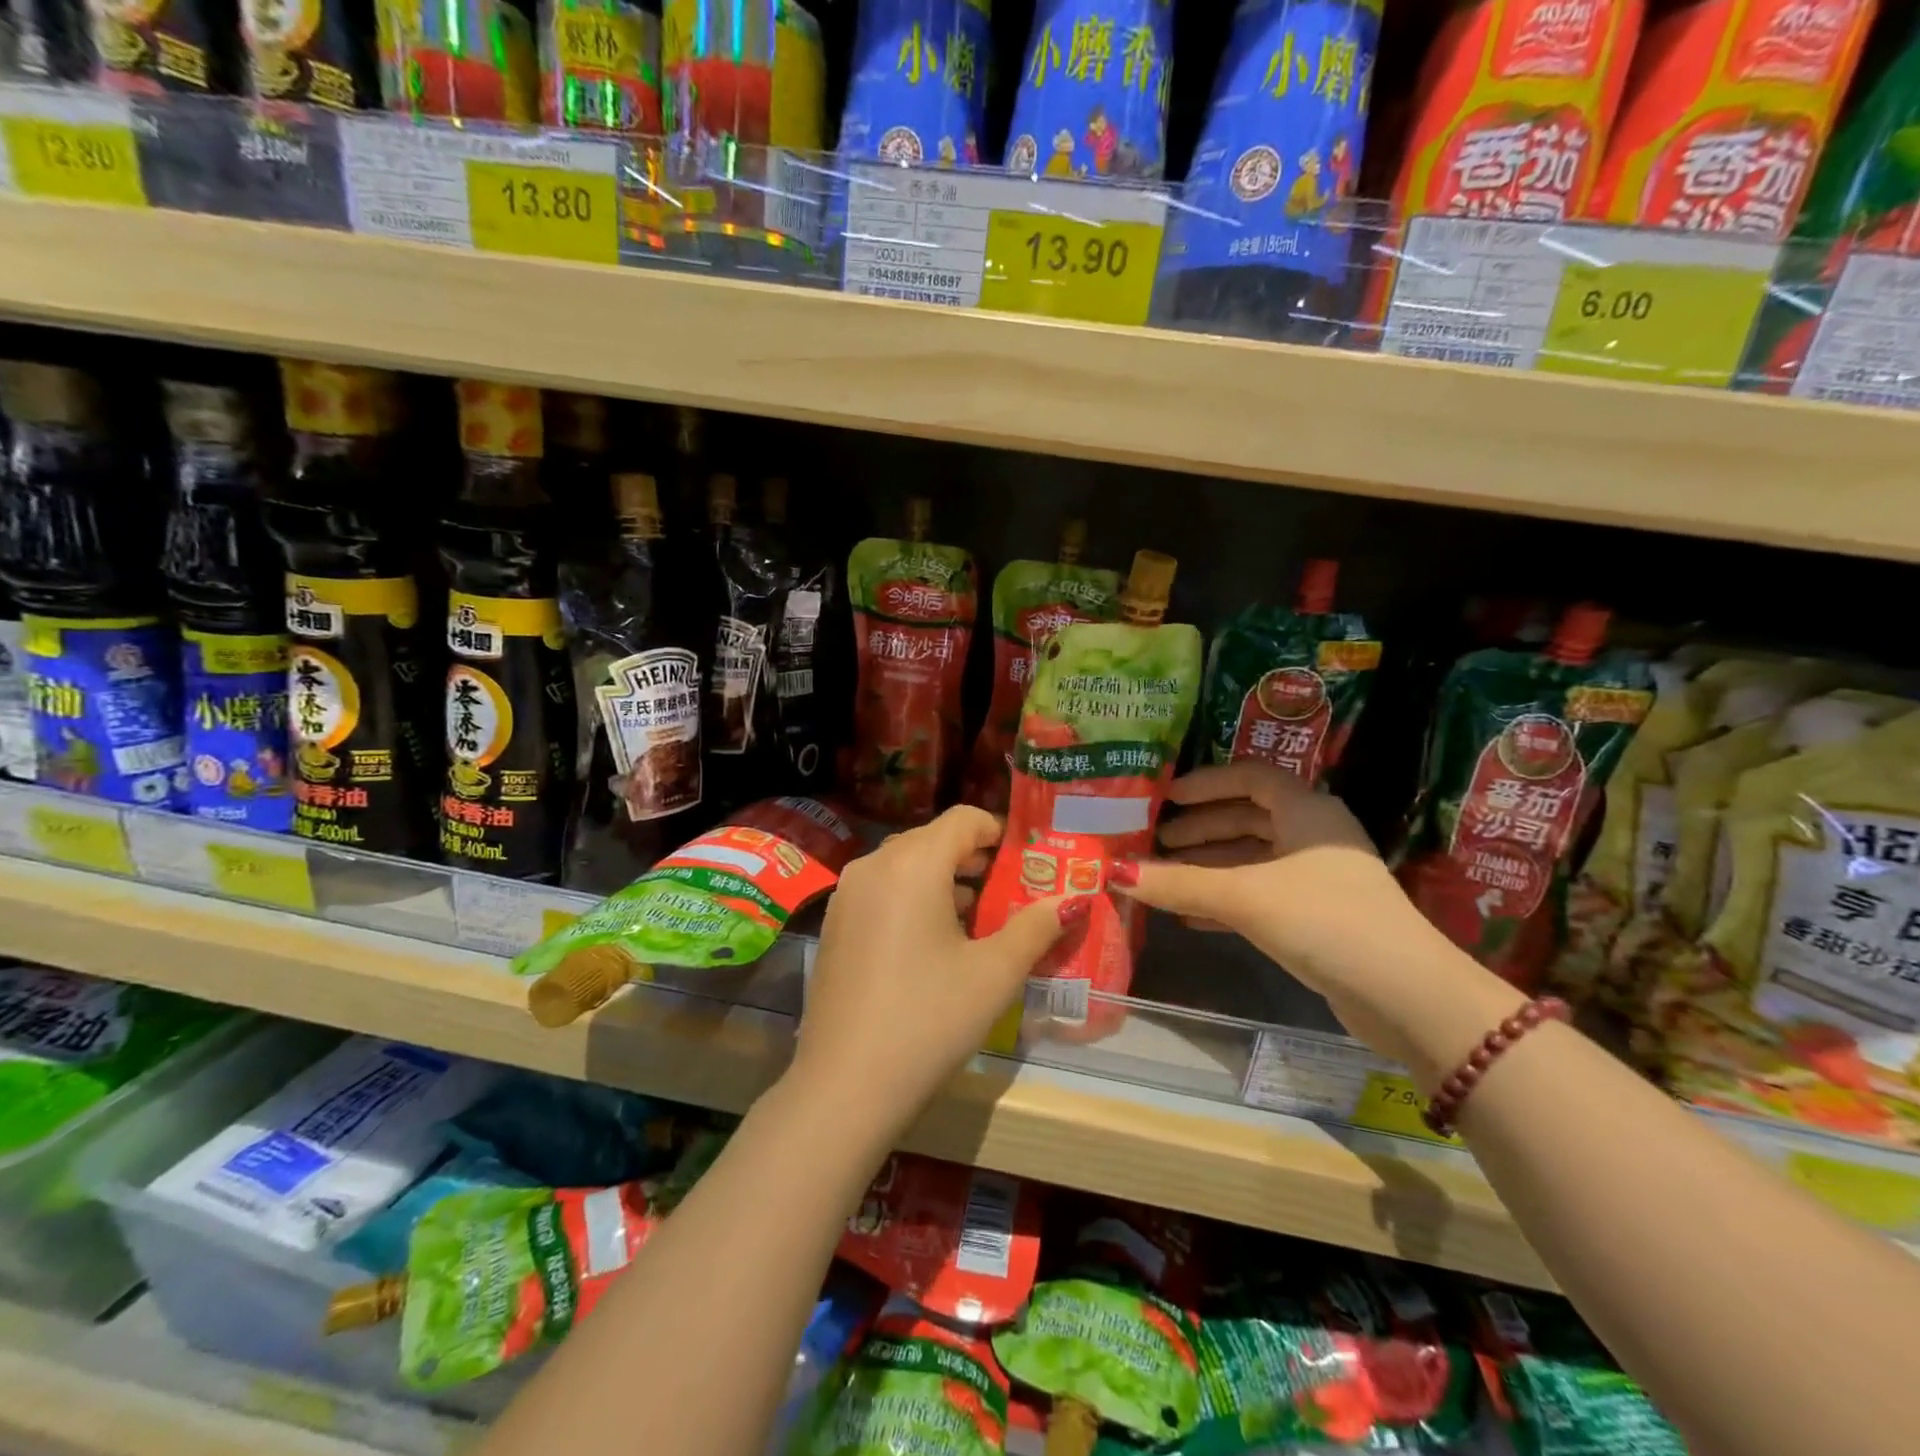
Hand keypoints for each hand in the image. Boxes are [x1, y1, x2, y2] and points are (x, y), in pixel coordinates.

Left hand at [789, 806, 1078, 1140]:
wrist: (845, 1084)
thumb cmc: (929, 1018)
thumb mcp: (994, 973)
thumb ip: (1036, 927)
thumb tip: (1072, 901)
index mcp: (913, 863)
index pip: (964, 819)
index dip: (1000, 832)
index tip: (1027, 862)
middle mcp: (874, 864)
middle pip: (933, 840)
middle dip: (975, 859)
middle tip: (1011, 891)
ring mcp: (847, 894)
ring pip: (905, 866)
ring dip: (944, 880)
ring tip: (980, 918)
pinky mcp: (834, 924)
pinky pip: (882, 891)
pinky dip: (913, 899)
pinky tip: (935, 943)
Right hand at [1116, 763, 1459, 1059]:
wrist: (1406, 996)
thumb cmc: (1324, 919)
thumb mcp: (1244, 896)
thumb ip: (1179, 884)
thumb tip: (1113, 873)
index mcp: (1306, 810)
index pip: (1251, 777)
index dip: (1206, 783)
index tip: (1166, 796)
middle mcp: (1313, 836)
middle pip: (1248, 818)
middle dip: (1200, 828)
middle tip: (1155, 840)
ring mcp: (1318, 879)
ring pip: (1252, 859)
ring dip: (1208, 866)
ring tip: (1162, 877)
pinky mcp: (1317, 917)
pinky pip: (1260, 895)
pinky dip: (1225, 899)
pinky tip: (1190, 917)